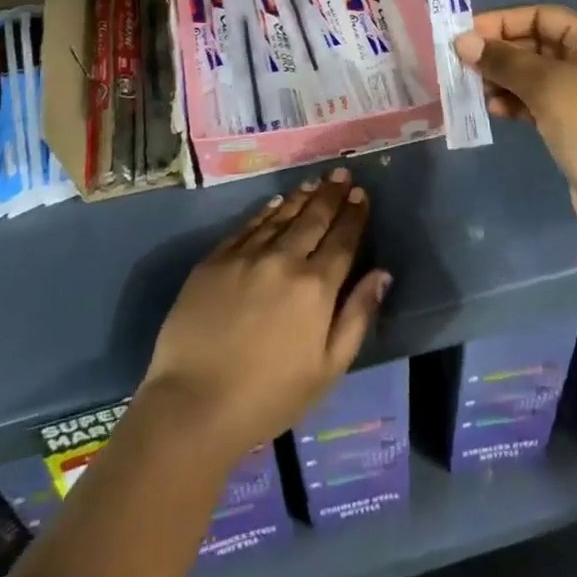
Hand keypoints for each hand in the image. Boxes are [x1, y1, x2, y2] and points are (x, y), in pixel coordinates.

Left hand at [141, 168, 389, 463]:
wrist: (194, 403)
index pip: (342, 240)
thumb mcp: (327, 368)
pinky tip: (276, 202)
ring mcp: (247, 255)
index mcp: (316, 287)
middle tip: (341, 173)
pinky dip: (267, 210)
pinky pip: (248, 225)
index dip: (354, 215)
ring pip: (281, 215)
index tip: (360, 194)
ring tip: (315, 182)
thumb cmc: (269, 397)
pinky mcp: (216, 259)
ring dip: (302, 197)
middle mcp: (284, 260)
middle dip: (331, 194)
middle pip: (314, 219)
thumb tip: (382, 274)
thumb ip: (357, 316)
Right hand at [455, 6, 576, 242]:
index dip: (502, 22)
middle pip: (536, 43)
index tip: (466, 35)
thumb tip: (462, 41)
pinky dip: (516, 101)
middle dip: (499, 54)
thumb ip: (502, 60)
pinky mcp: (575, 120)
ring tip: (476, 90)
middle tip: (463, 64)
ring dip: (503, 79)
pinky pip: (538, 99)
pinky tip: (495, 111)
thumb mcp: (545, 85)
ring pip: (533, 73)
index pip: (541, 15)